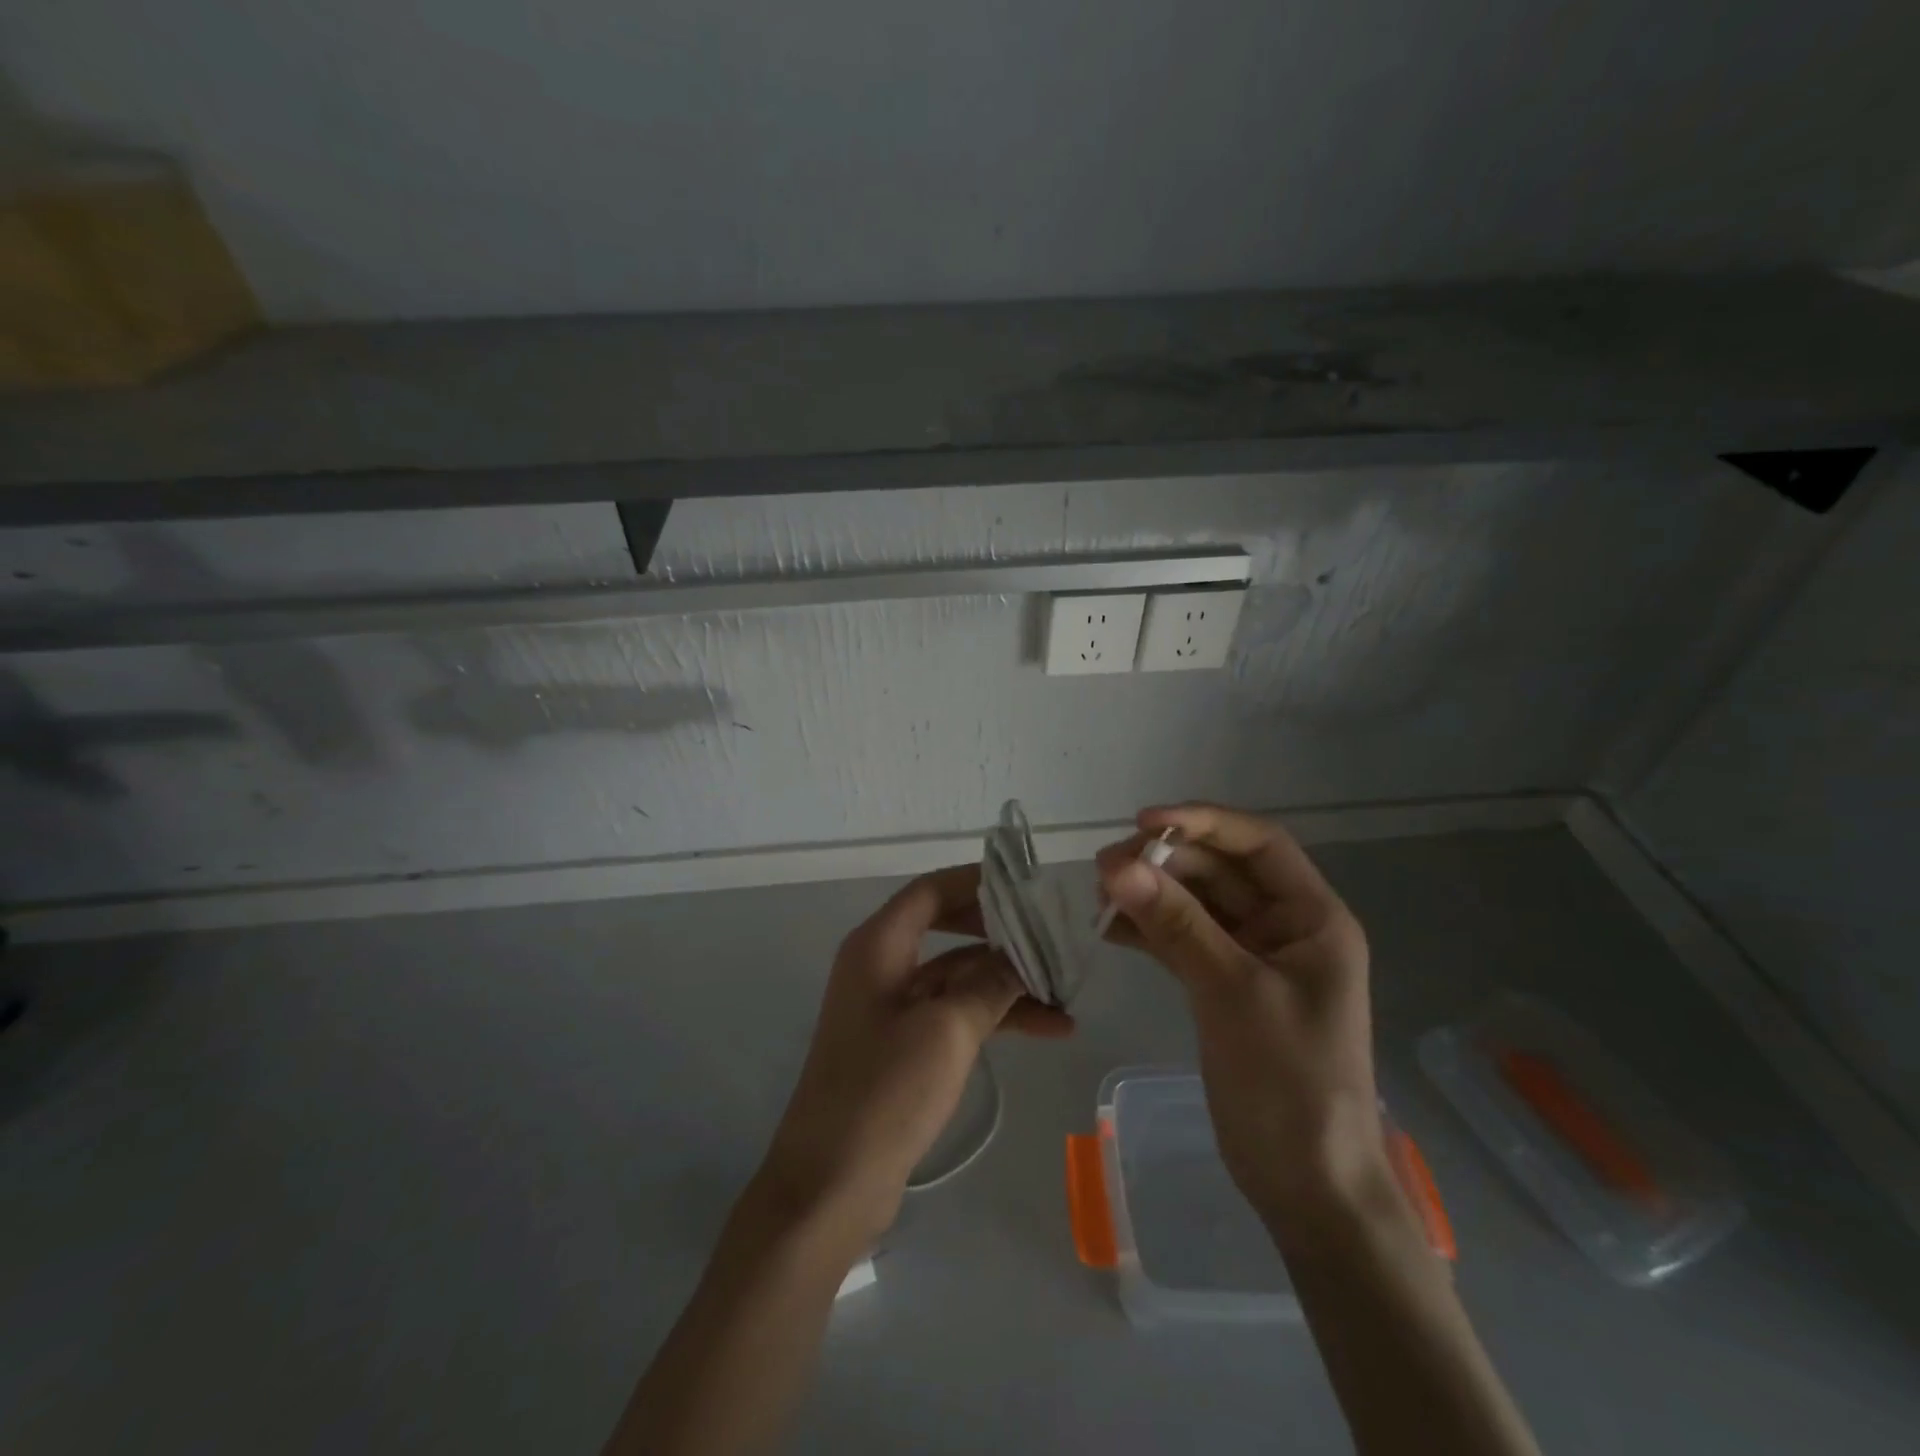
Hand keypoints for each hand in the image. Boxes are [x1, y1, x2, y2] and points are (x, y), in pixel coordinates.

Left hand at [756, 864, 1072, 1240]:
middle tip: (1051, 932)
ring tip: (1067, 992)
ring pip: (959, 976)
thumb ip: (990, 983)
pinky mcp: (904, 1046)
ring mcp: (893, 1008)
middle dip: (1000, 932)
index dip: (976, 883)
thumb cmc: (885, 1091)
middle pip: (948, 929)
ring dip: (1008, 981)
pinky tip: (1048, 1028)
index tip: (1026, 885)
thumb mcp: (947, 1029)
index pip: (931, 891)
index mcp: (878, 946)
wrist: (831, 1184)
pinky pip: (956, 1013)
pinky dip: (996, 1016)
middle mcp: (882, 966)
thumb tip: (1023, 955)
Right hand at [1098, 804, 1384, 1244]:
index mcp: (1312, 918)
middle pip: (1220, 871)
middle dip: (1164, 863)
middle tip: (1104, 870)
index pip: (1259, 844)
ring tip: (1099, 894)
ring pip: (1196, 904)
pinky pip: (1183, 940)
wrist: (1307, 1184)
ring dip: (1151, 894)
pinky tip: (1109, 929)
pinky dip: (1149, 931)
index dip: (1203, 823)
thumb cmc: (1290, 1083)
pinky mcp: (1223, 985)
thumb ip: (1177, 925)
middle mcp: (1285, 927)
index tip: (1144, 823)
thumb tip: (1118, 867)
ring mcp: (1252, 957)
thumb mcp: (1233, 993)